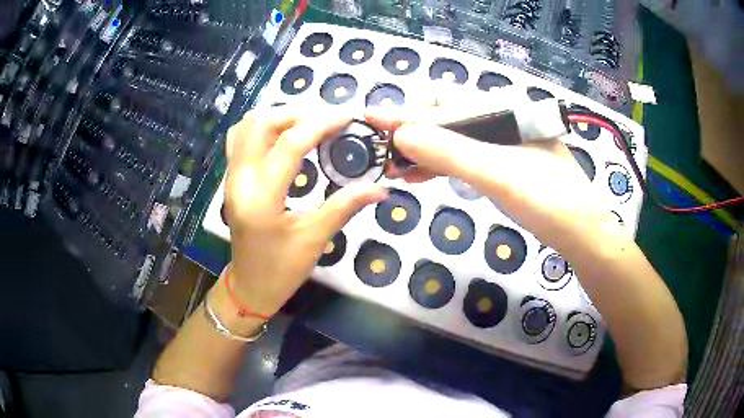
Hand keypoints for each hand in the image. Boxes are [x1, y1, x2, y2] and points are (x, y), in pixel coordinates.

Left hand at [222, 107, 387, 316]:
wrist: (250, 286)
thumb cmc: (282, 270)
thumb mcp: (316, 239)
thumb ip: (346, 206)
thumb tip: (381, 188)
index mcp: (262, 199)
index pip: (290, 145)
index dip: (321, 124)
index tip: (348, 116)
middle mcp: (240, 181)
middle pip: (261, 123)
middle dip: (297, 113)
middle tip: (327, 120)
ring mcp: (231, 178)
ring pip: (247, 126)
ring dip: (278, 116)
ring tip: (307, 124)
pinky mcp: (231, 179)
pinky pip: (240, 138)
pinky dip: (262, 127)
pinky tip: (283, 135)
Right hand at [366, 106, 623, 253]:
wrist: (580, 233)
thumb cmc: (547, 199)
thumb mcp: (498, 174)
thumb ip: (450, 152)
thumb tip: (399, 135)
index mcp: (502, 110)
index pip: (445, 103)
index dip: (408, 112)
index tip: (373, 120)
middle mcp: (500, 119)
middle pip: (446, 118)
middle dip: (412, 132)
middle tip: (382, 151)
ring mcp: (501, 143)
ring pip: (452, 139)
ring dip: (423, 150)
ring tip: (394, 166)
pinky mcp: (501, 164)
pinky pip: (464, 157)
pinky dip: (440, 164)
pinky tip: (420, 174)